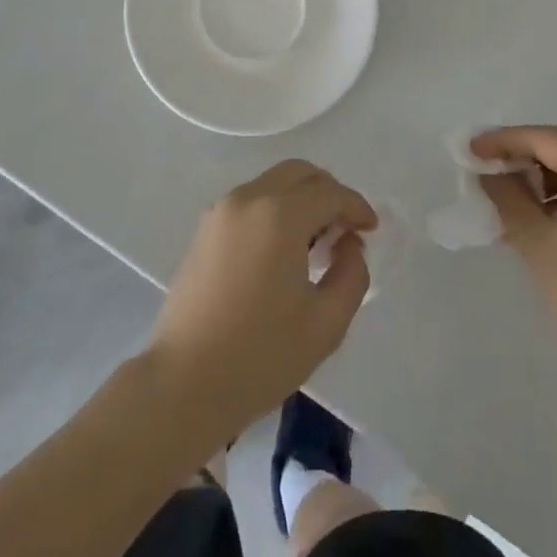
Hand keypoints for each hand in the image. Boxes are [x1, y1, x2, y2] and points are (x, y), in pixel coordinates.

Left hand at [145, 161, 377, 437]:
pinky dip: (275, 209)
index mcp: (279, 215)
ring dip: (300, 199)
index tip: (372, 229)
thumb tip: (349, 245)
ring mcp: (221, 211)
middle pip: (299, 173)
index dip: (357, 207)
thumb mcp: (325, 323)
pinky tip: (282, 250)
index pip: (329, 193)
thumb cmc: (260, 355)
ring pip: (272, 183)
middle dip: (328, 192)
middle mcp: (249, 199)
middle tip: (345, 228)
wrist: (184, 382)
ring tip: (315, 242)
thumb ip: (351, 274)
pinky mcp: (204, 229)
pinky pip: (251, 201)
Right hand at [474, 125, 556, 407]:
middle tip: (488, 167)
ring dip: (546, 168)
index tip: (470, 149)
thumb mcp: (536, 243)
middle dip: (525, 150)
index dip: (504, 140)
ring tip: (512, 192)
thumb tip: (487, 170)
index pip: (545, 138)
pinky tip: (544, 209)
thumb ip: (507, 196)